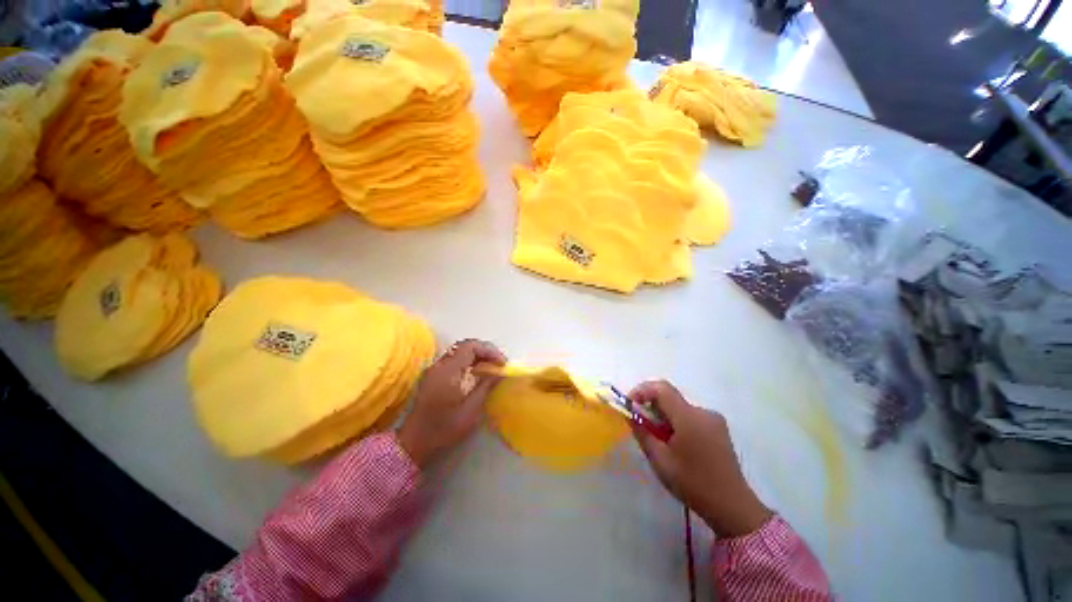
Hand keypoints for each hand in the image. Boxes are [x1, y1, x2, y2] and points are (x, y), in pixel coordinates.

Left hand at [397, 339, 506, 467]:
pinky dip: (468, 361)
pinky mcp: (433, 376)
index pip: (470, 347)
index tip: (502, 363)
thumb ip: (485, 386)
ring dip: (476, 355)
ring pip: (459, 352)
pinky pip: (453, 360)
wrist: (414, 443)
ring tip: (491, 368)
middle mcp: (439, 366)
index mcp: (448, 371)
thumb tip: (499, 372)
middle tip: (498, 363)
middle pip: (464, 346)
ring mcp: (434, 370)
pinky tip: (476, 374)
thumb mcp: (471, 410)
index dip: (489, 350)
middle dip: (484, 351)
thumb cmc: (444, 429)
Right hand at [630, 380, 771, 537]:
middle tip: (641, 426)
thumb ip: (643, 432)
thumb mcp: (660, 460)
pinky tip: (675, 445)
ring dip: (664, 417)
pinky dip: (677, 423)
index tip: (630, 405)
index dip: (641, 391)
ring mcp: (714, 420)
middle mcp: (703, 412)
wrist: (732, 508)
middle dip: (651, 407)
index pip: (661, 388)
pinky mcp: (718, 429)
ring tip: (658, 440)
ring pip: (679, 408)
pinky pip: (691, 417)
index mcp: (689, 417)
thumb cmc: (693, 483)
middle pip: (670, 397)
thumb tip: (631, 414)